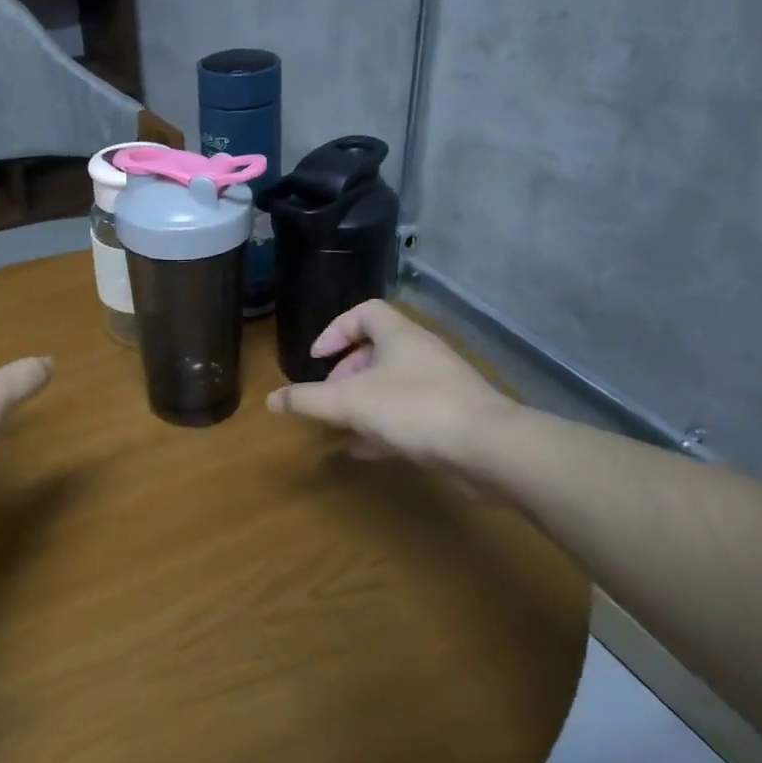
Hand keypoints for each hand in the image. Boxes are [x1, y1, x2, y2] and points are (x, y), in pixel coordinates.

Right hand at [266, 299, 518, 466]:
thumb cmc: (414, 409)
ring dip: (364, 402)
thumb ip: (308, 400)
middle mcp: (422, 354)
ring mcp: (441, 386)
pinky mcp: (453, 418)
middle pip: (377, 350)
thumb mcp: (349, 402)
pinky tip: (365, 450)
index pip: (365, 312)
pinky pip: (410, 415)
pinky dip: (384, 427)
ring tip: (341, 425)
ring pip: (393, 385)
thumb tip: (271, 400)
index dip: (336, 330)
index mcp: (399, 336)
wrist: (490, 448)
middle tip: (329, 396)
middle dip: (346, 373)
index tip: (317, 357)